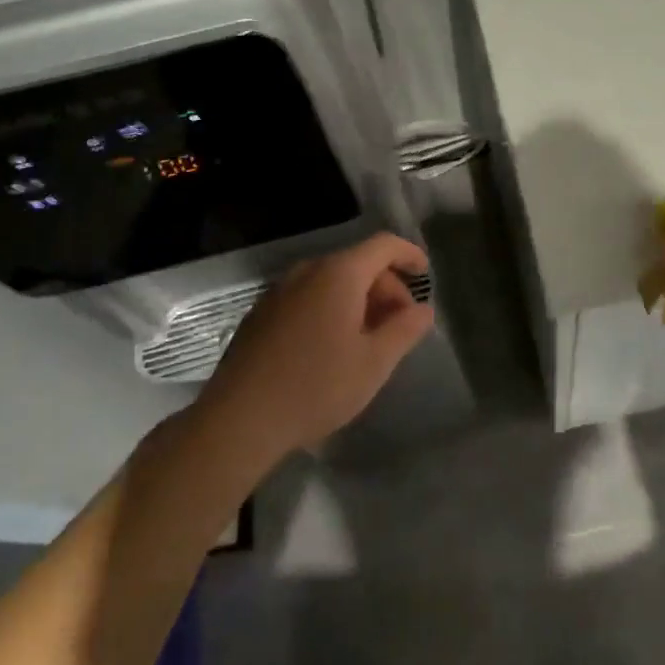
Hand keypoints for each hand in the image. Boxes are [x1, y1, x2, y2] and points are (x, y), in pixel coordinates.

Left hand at [201, 234, 434, 457]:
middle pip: (358, 263)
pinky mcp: (261, 313)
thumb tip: (424, 309)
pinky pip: (308, 296)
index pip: (383, 245)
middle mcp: (308, 271)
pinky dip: (331, 308)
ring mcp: (279, 290)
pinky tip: (332, 347)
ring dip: (359, 300)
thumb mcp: (374, 362)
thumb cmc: (317, 386)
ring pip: (331, 281)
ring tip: (369, 339)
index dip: (409, 254)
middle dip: (386, 287)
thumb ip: (405, 329)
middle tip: (400, 325)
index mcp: (339, 274)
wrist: (239, 419)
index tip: (425, 275)